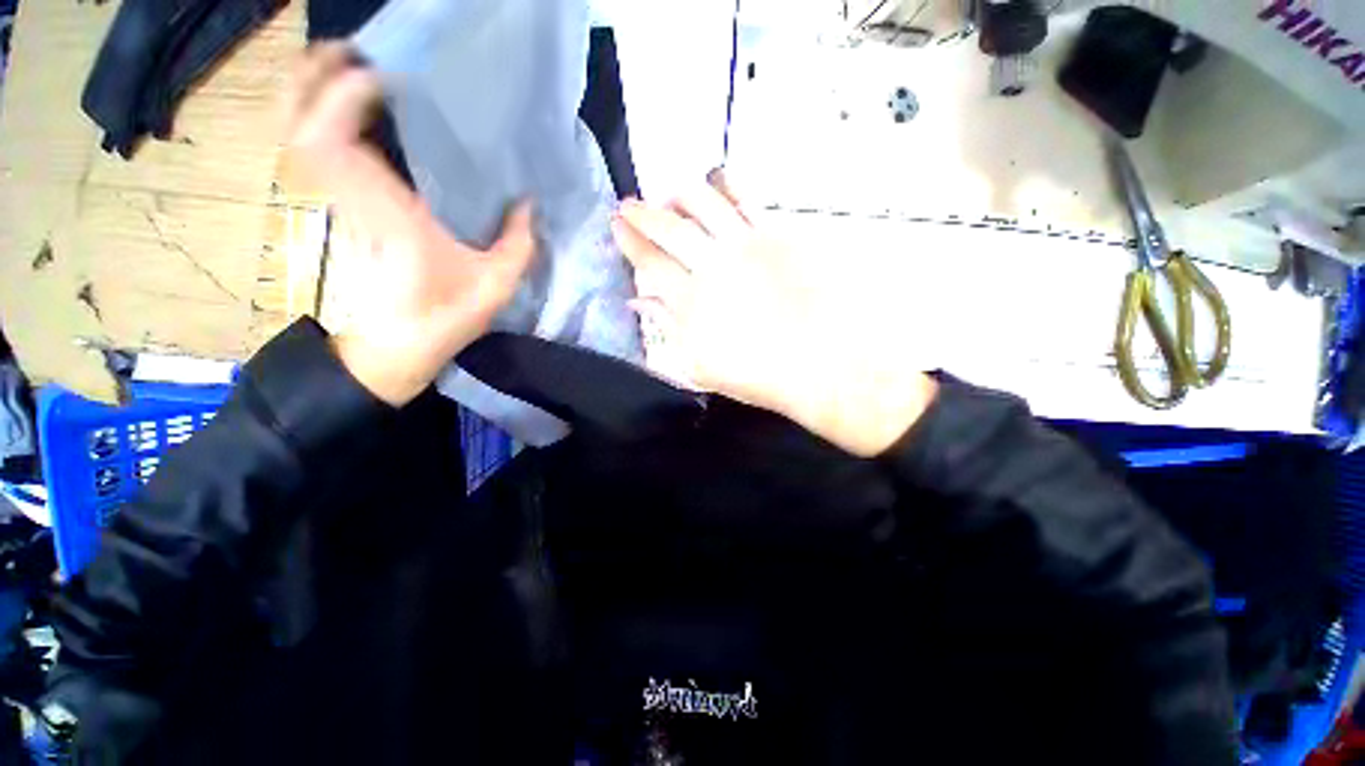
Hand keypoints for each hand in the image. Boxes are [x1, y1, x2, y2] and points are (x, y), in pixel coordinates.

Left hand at [285, 44, 535, 406]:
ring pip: (297, 134)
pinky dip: (316, 119)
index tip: (385, 72)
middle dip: (317, 78)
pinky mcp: (338, 209)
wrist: (395, 349)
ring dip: (311, 92)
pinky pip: (312, 152)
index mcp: (388, 216)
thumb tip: (528, 202)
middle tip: (356, 50)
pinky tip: (345, 108)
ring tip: (348, 65)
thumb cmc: (445, 318)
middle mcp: (351, 200)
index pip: (337, 143)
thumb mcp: (496, 286)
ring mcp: (337, 204)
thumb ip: (518, 243)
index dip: (346, 97)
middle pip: (303, 125)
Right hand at [612, 171, 936, 456]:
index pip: (650, 262)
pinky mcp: (777, 233)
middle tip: (629, 204)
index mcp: (690, 301)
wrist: (823, 362)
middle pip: (668, 227)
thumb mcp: (701, 365)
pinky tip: (717, 178)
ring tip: (669, 194)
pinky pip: (745, 198)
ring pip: (702, 202)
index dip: (630, 241)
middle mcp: (712, 264)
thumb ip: (669, 329)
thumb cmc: (759, 374)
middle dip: (642, 212)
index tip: (617, 224)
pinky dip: (726, 184)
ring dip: (679, 194)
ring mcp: (745, 244)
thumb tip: (641, 303)